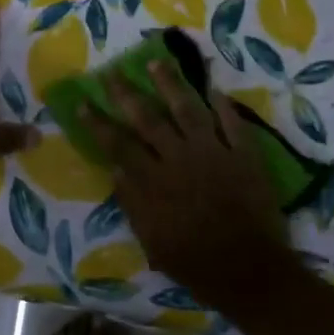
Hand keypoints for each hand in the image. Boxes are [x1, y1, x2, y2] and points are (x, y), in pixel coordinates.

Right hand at [84, 60, 291, 312]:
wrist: (250, 271)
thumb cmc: (195, 262)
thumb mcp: (151, 240)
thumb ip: (132, 202)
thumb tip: (116, 169)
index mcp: (155, 181)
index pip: (118, 144)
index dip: (98, 123)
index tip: (83, 103)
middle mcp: (180, 158)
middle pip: (148, 119)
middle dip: (126, 94)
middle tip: (111, 72)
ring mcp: (214, 153)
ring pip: (188, 110)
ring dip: (170, 84)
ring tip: (156, 62)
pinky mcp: (244, 156)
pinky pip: (233, 124)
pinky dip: (224, 105)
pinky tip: (214, 88)